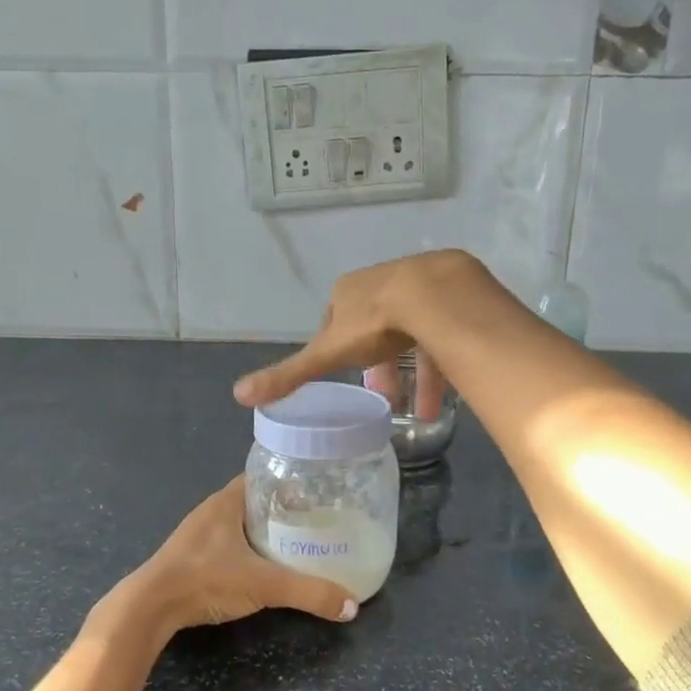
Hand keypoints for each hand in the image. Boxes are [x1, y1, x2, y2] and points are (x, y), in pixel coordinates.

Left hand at [115, 477, 357, 640]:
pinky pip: (228, 542)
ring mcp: (199, 533)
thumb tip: (352, 606)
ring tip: (298, 541)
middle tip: (316, 519)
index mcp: (227, 500)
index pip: (264, 475)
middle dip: (284, 507)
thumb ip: (309, 593)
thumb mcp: (265, 585)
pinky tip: (264, 564)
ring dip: (265, 529)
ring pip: (241, 523)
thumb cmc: (206, 579)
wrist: (150, 608)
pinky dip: (248, 548)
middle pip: (256, 500)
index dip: (291, 480)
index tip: (318, 491)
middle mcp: (212, 509)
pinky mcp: (192, 556)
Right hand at [232, 250, 486, 416]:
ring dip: (415, 372)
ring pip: (414, 333)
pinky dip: (442, 363)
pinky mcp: (452, 292)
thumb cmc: (375, 323)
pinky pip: (444, 332)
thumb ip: (290, 374)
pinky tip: (445, 393)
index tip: (348, 375)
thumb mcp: (328, 353)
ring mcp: (419, 283)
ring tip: (420, 410)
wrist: (436, 297)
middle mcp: (381, 281)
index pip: (336, 322)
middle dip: (380, 364)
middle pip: (377, 328)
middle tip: (385, 396)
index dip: (339, 350)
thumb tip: (238, 394)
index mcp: (348, 291)